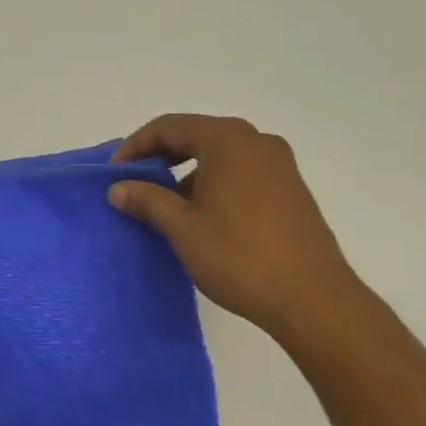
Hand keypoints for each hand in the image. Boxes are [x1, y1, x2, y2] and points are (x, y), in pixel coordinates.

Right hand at [110, 114, 361, 341]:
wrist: (311, 298)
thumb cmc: (239, 257)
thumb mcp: (182, 228)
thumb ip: (147, 200)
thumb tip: (118, 188)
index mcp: (228, 140)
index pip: (169, 127)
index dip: (134, 147)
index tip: (113, 176)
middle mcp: (256, 141)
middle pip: (195, 137)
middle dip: (160, 159)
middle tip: (133, 187)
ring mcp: (279, 165)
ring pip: (219, 157)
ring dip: (186, 175)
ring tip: (164, 208)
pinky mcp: (290, 190)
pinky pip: (240, 174)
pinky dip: (213, 185)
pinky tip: (201, 218)